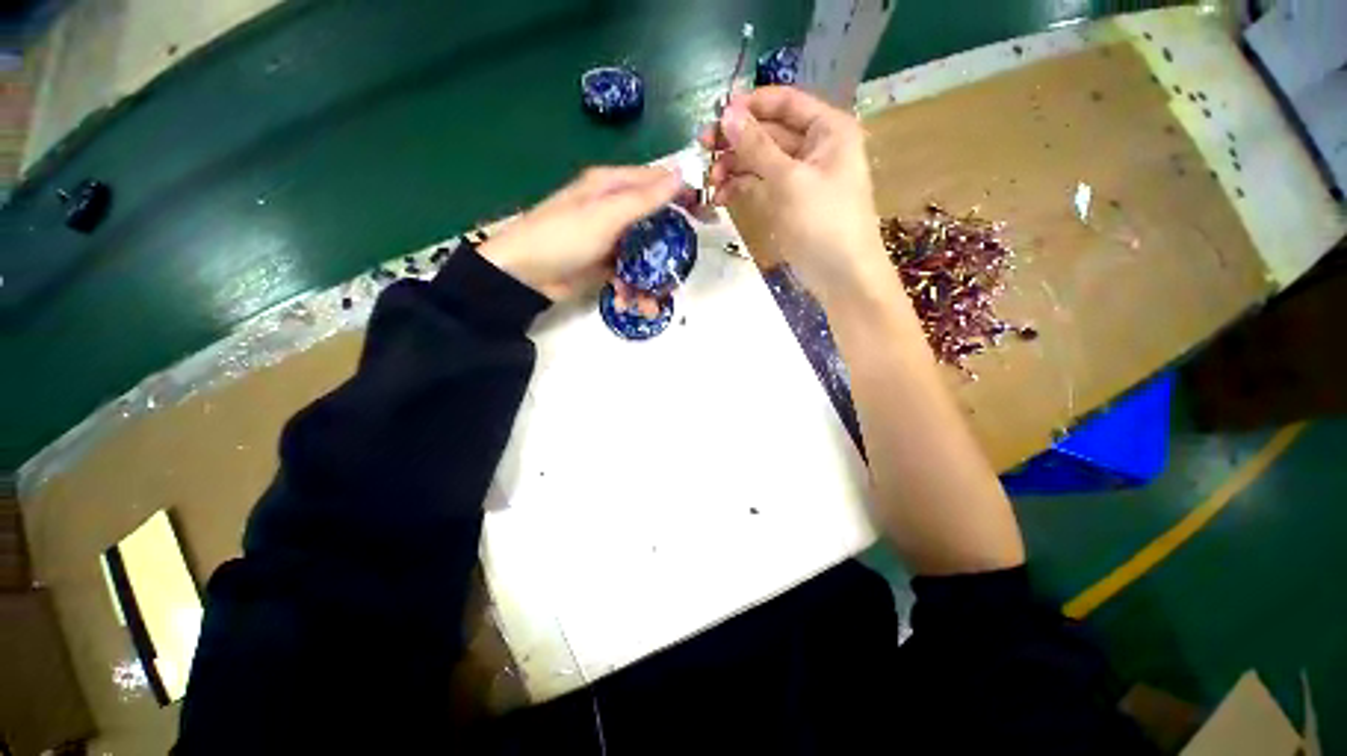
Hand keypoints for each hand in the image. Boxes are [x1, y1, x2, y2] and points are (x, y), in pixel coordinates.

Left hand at [478, 166, 686, 301]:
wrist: (524, 275)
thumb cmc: (564, 237)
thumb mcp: (606, 215)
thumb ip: (644, 198)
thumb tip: (681, 172)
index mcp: (611, 186)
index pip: (657, 183)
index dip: (684, 196)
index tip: (707, 216)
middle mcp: (613, 209)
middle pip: (654, 223)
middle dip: (669, 248)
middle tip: (685, 267)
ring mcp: (609, 239)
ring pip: (643, 253)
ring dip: (650, 278)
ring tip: (653, 301)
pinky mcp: (604, 264)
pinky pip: (628, 272)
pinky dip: (631, 287)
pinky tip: (628, 301)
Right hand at [700, 87, 891, 305]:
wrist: (841, 275)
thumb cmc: (824, 222)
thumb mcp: (789, 181)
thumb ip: (757, 147)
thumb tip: (728, 115)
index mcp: (827, 129)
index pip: (784, 102)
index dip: (750, 105)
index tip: (716, 115)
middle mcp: (814, 146)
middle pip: (768, 131)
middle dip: (736, 140)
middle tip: (702, 147)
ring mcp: (799, 176)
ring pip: (760, 160)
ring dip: (734, 166)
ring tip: (710, 181)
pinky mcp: (787, 201)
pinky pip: (761, 184)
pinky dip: (741, 187)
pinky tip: (721, 196)